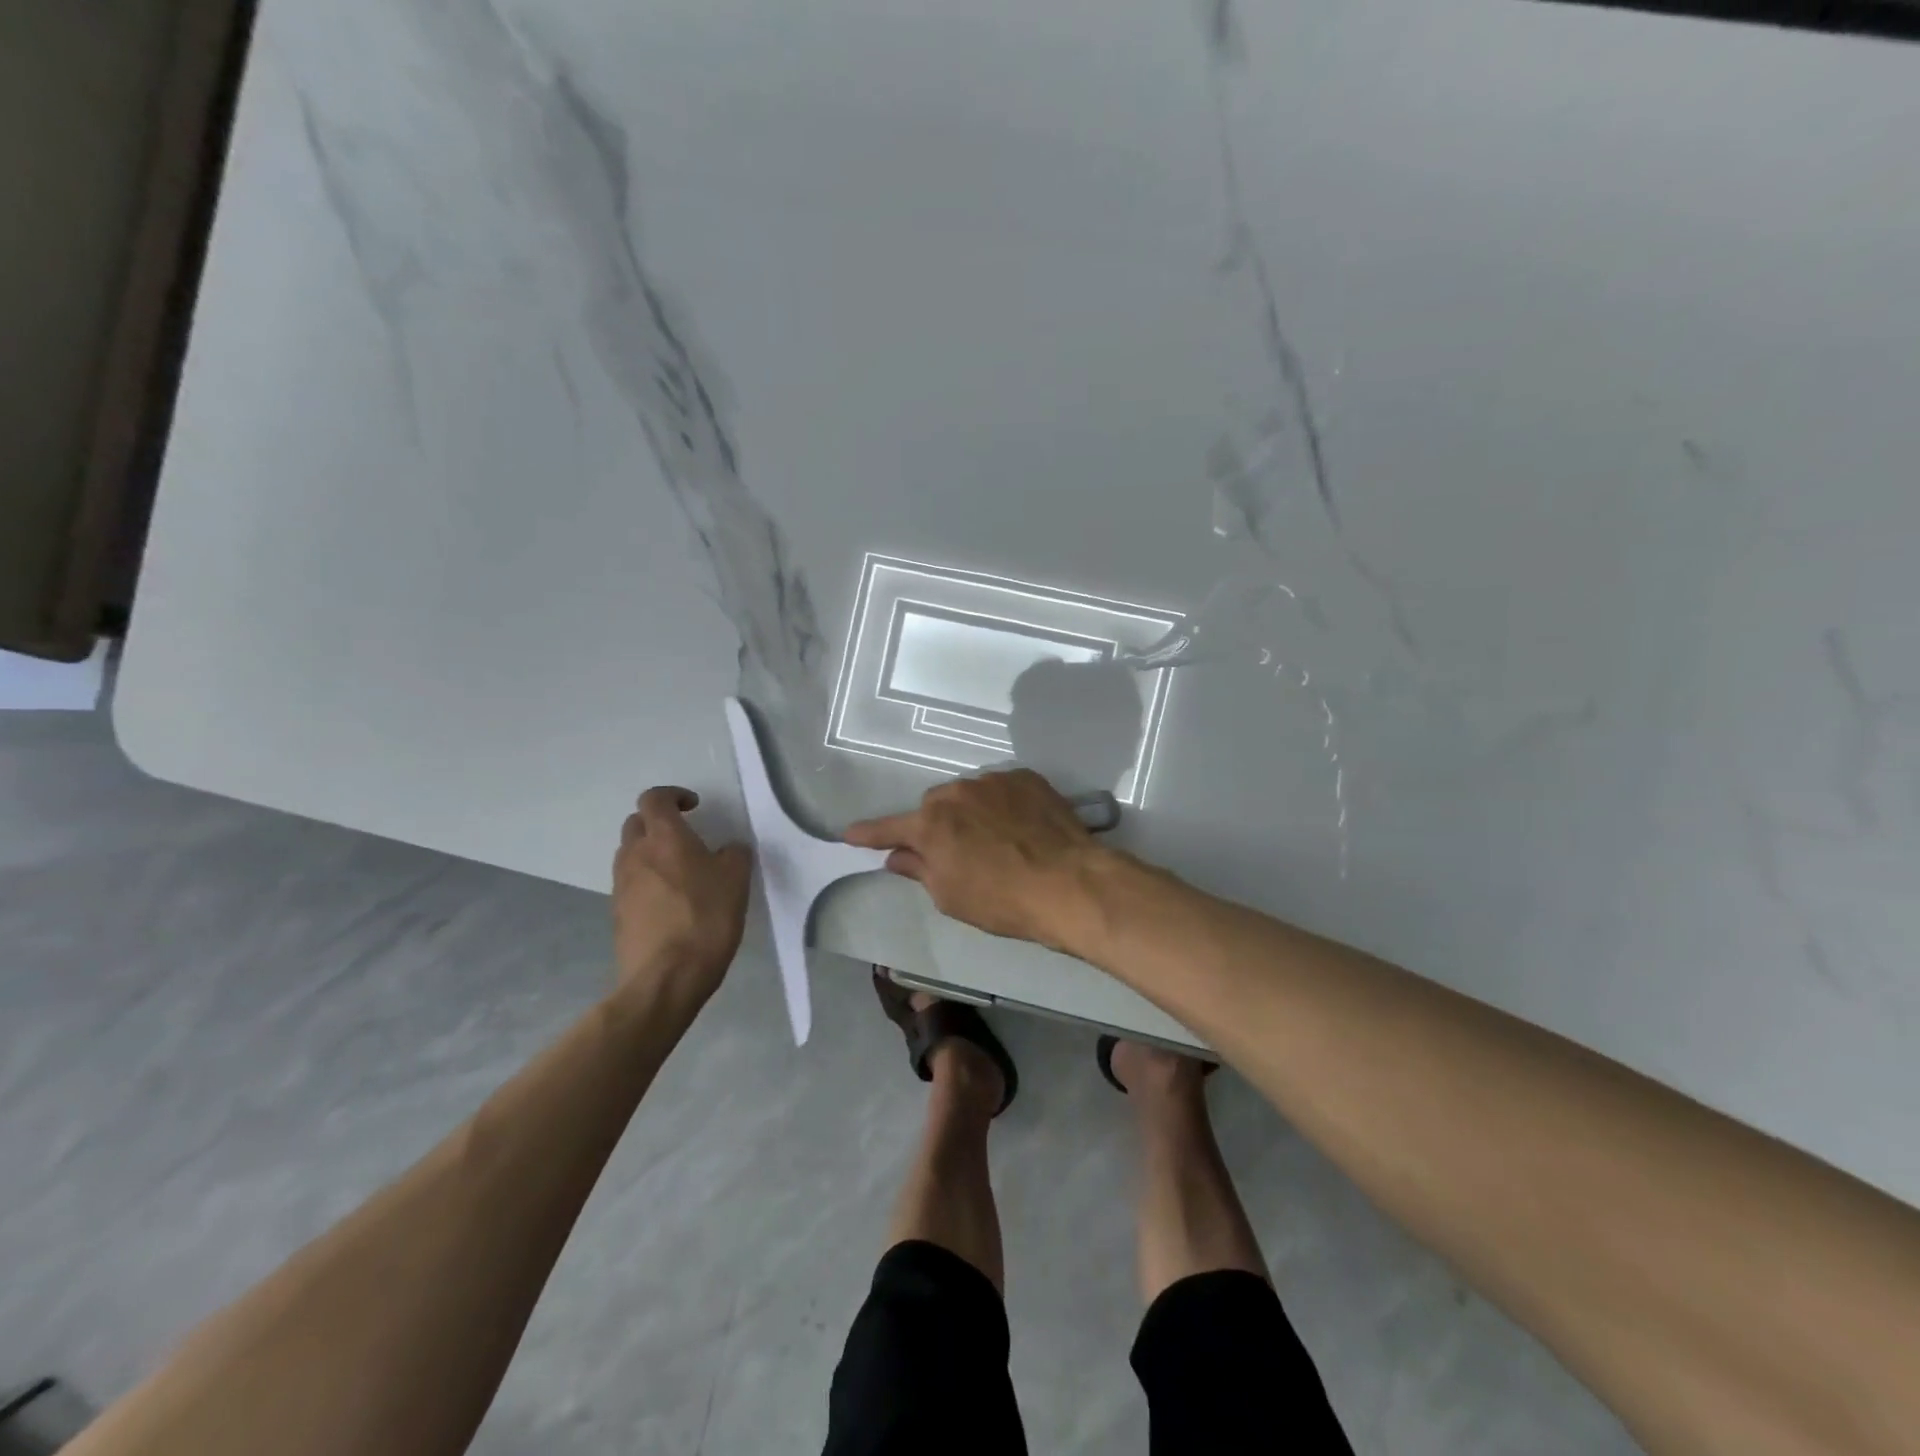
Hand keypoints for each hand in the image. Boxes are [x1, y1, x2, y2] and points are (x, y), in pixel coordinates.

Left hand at [612, 787, 752, 1009]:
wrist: (665, 978)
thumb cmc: (706, 918)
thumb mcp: (736, 880)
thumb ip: (733, 854)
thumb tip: (727, 850)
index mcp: (664, 838)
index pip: (654, 798)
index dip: (673, 795)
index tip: (694, 807)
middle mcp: (635, 855)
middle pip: (636, 824)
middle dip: (658, 823)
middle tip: (685, 837)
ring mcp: (621, 886)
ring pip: (630, 855)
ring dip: (650, 853)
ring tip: (679, 872)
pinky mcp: (617, 915)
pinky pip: (630, 885)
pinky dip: (647, 883)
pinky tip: (671, 903)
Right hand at [843, 769, 1110, 950]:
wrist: (1070, 883)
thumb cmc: (1003, 900)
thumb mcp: (951, 896)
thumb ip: (920, 869)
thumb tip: (898, 855)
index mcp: (931, 824)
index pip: (889, 828)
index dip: (868, 833)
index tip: (849, 834)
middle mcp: (957, 792)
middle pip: (935, 807)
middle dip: (938, 826)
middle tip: (957, 853)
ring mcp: (994, 780)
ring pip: (969, 795)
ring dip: (972, 813)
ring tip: (998, 841)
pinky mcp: (1026, 777)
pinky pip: (1001, 789)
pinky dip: (1002, 805)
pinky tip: (1020, 828)